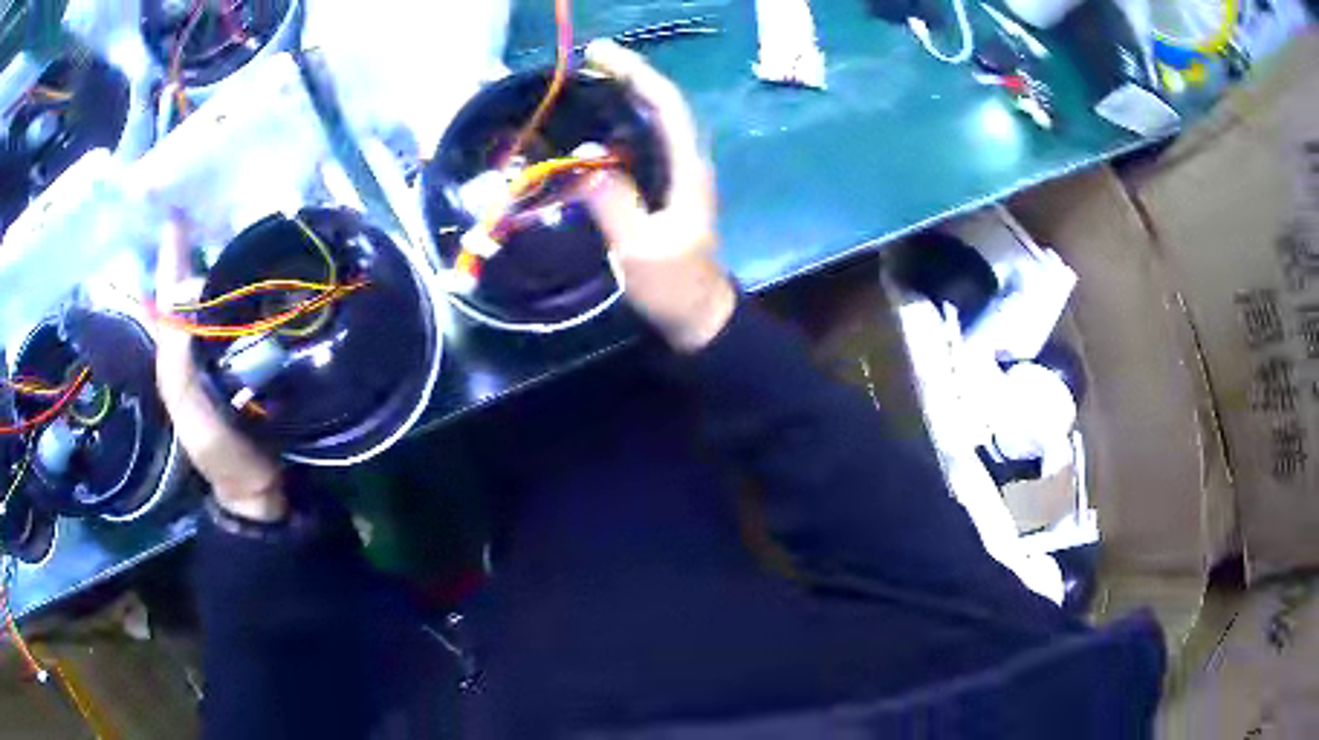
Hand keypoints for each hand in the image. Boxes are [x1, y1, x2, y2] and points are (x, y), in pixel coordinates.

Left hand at [155, 216, 286, 521]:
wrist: (258, 485)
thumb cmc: (218, 450)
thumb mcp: (187, 408)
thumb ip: (176, 358)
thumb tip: (184, 296)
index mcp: (174, 351)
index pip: (169, 293)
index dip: (172, 255)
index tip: (178, 211)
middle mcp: (197, 342)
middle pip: (196, 287)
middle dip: (200, 250)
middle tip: (214, 210)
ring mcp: (226, 350)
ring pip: (224, 297)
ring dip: (231, 265)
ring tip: (246, 229)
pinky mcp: (255, 357)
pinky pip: (251, 314)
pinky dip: (256, 291)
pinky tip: (271, 273)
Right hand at [582, 40, 735, 352]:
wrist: (698, 317)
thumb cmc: (673, 286)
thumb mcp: (639, 249)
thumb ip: (612, 202)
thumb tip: (584, 158)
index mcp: (688, 169)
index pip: (667, 106)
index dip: (637, 75)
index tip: (601, 56)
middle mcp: (686, 162)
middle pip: (660, 106)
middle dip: (627, 77)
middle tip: (587, 63)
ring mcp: (675, 175)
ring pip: (651, 122)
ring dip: (623, 97)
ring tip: (586, 83)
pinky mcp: (662, 189)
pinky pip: (640, 145)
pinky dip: (618, 127)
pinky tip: (593, 127)